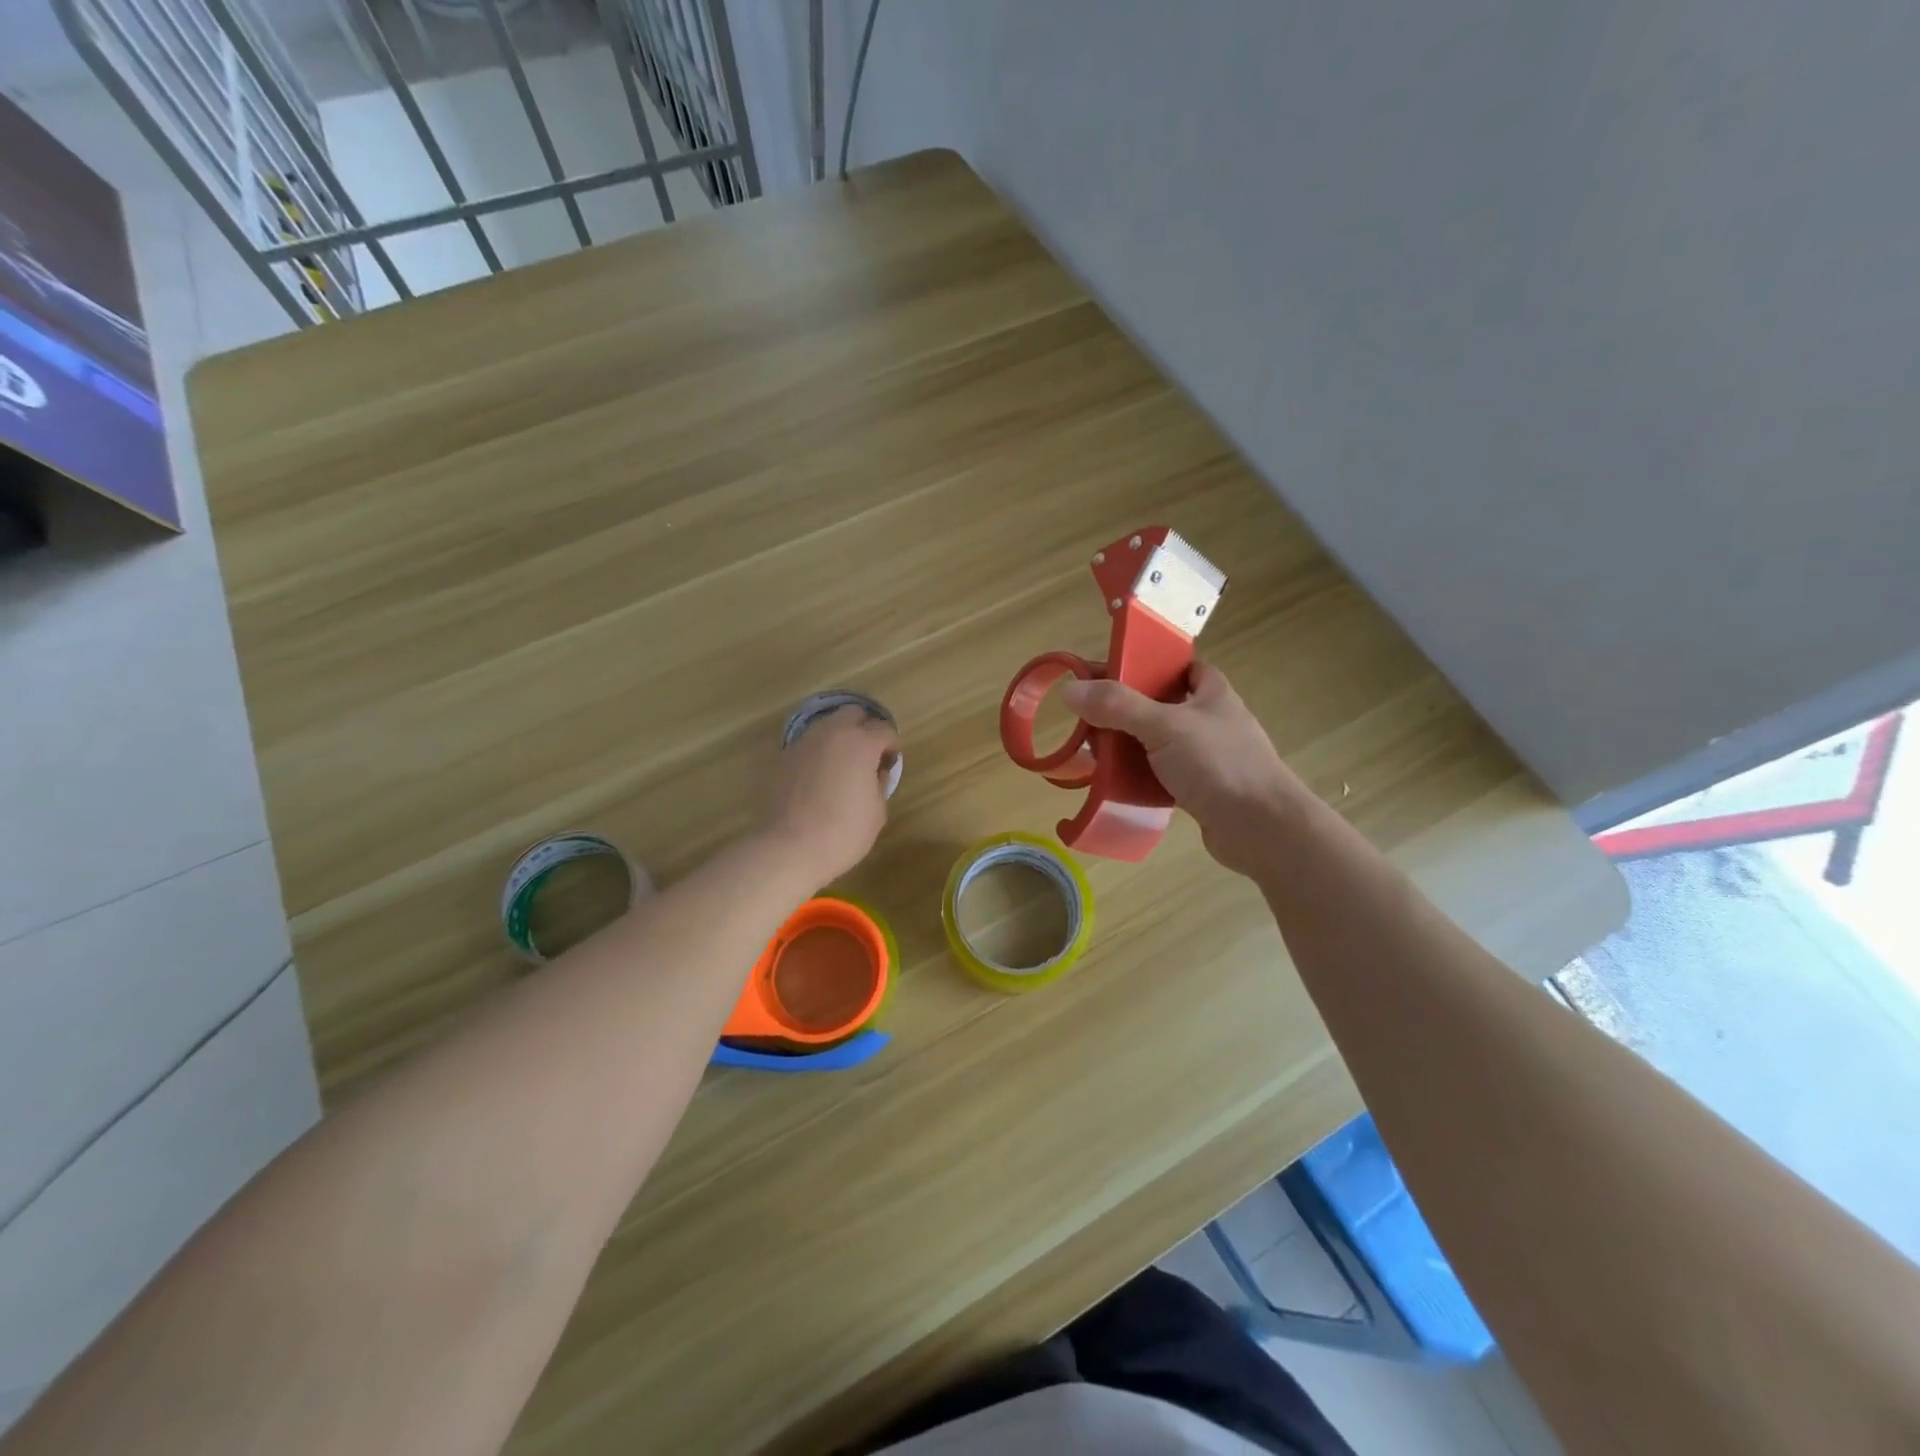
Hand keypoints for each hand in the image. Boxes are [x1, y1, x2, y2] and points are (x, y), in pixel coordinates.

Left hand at [760, 706, 898, 886]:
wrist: (788, 848)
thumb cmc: (842, 832)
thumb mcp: (877, 812)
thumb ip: (879, 783)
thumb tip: (874, 772)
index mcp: (861, 743)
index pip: (884, 729)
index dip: (891, 745)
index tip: (889, 764)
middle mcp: (831, 733)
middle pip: (852, 713)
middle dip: (864, 728)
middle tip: (867, 756)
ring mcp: (803, 743)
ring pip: (826, 726)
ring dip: (839, 738)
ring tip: (841, 766)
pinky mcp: (783, 758)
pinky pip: (807, 745)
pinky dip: (818, 753)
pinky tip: (818, 778)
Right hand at [1060, 662, 1309, 876]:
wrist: (1262, 829)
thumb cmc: (1219, 765)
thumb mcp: (1164, 726)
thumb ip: (1118, 706)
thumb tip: (1070, 690)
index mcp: (1211, 693)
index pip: (1177, 666)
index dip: (1145, 665)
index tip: (1107, 674)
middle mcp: (1210, 720)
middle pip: (1159, 705)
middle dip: (1125, 712)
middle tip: (1090, 719)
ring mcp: (1206, 757)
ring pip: (1157, 743)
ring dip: (1129, 747)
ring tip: (1094, 753)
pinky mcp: (1200, 790)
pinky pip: (1160, 775)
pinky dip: (1139, 777)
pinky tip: (1115, 784)